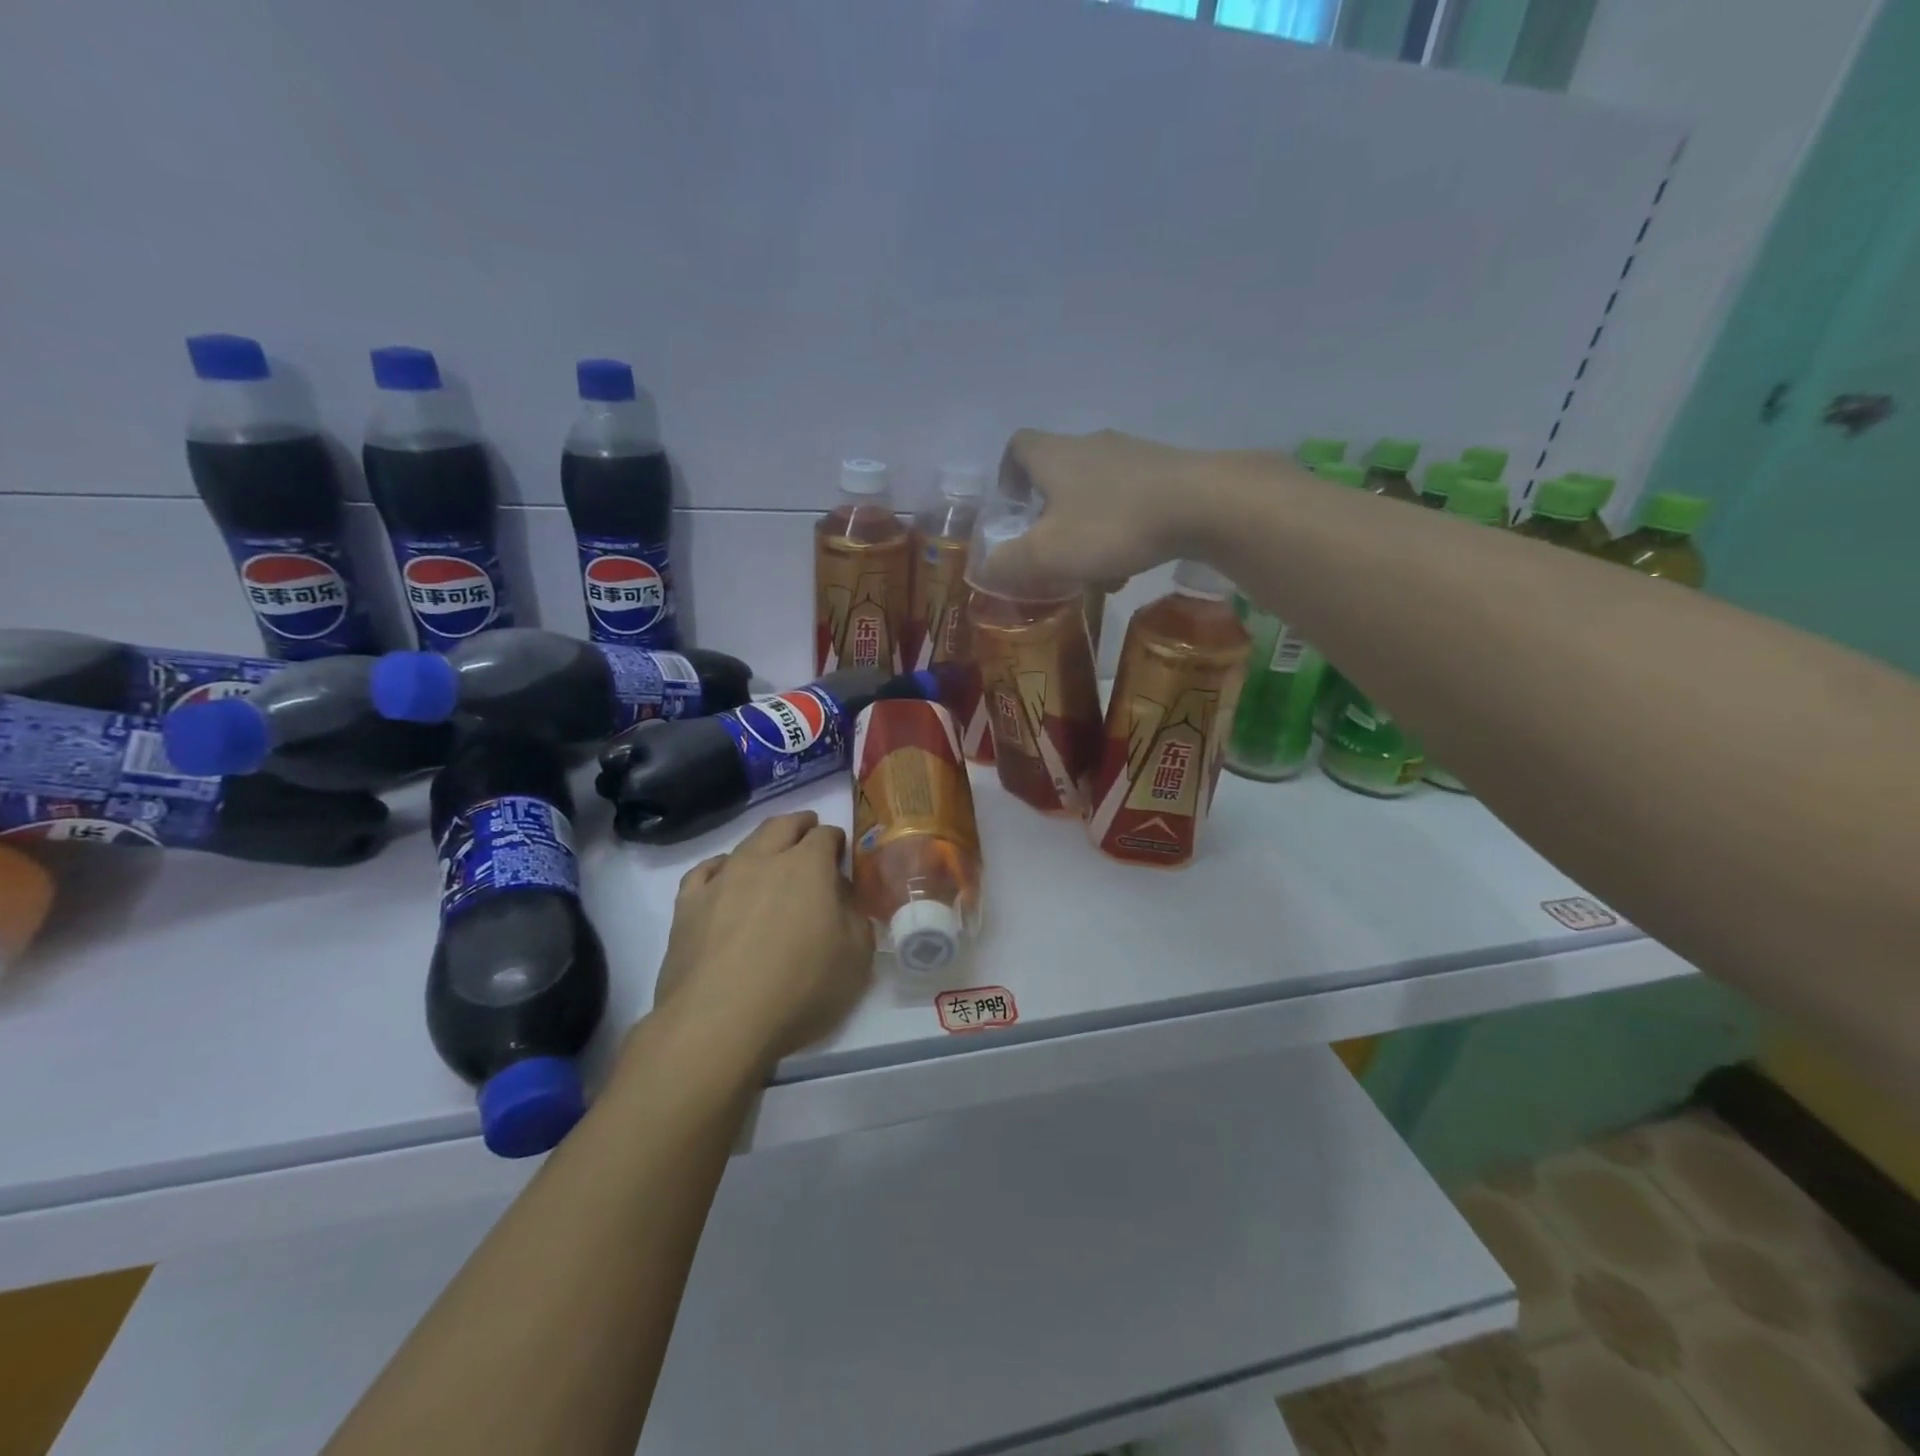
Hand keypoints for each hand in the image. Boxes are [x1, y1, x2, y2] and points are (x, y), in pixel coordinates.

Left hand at [646, 811, 874, 1073]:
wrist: (719, 1022)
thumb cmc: (799, 988)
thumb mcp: (857, 957)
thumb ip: (856, 917)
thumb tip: (842, 898)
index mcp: (808, 867)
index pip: (826, 836)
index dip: (836, 840)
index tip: (841, 853)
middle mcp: (763, 860)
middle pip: (782, 825)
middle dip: (800, 825)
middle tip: (809, 834)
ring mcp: (721, 880)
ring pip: (744, 844)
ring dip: (763, 845)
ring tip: (770, 859)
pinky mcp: (687, 905)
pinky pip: (704, 872)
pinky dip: (720, 868)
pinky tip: (723, 879)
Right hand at [985, 429, 1267, 593]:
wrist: (1205, 504)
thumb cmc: (1112, 525)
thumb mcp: (1047, 554)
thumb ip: (1008, 564)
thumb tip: (983, 569)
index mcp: (1054, 455)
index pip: (1017, 446)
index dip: (1007, 476)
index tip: (1012, 510)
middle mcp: (1091, 445)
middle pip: (1057, 472)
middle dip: (1048, 512)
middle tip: (1048, 549)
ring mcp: (1133, 456)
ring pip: (1095, 491)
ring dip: (1086, 526)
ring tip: (1091, 570)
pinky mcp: (1168, 473)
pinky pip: (1131, 500)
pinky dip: (1120, 529)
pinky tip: (1130, 565)